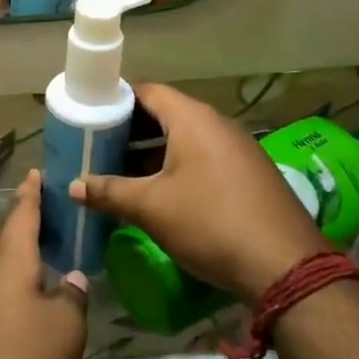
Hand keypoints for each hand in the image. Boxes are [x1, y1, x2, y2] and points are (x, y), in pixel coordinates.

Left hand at [0, 171, 87, 358]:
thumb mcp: (65, 328)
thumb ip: (71, 298)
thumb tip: (69, 280)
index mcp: (9, 260)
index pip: (22, 213)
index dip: (32, 193)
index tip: (36, 172)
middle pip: (7, 238)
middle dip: (25, 224)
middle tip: (48, 214)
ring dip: (18, 258)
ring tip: (44, 257)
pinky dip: (11, 287)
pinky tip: (26, 304)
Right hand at [70, 84, 327, 304]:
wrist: (284, 266)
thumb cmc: (209, 222)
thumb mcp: (151, 208)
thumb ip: (109, 191)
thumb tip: (73, 187)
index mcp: (193, 120)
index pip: (148, 92)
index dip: (116, 100)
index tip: (90, 116)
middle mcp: (218, 125)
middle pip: (166, 115)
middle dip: (130, 131)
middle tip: (97, 148)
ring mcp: (238, 150)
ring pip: (185, 140)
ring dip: (152, 153)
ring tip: (119, 172)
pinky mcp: (248, 175)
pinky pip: (204, 159)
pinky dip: (177, 168)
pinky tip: (158, 194)